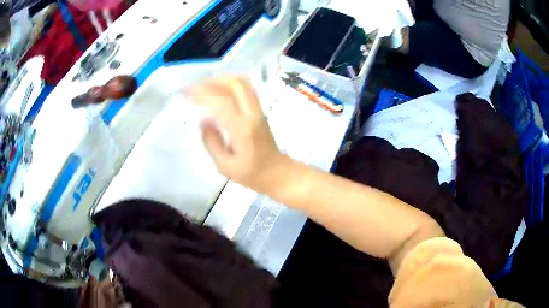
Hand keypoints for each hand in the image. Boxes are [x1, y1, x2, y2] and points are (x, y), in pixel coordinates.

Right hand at [188, 77, 287, 192]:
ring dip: (221, 80)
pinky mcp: (259, 109)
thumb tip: (203, 120)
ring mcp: (258, 110)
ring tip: (203, 85)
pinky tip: (217, 88)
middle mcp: (252, 114)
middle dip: (211, 82)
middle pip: (235, 85)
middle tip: (194, 87)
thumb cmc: (251, 173)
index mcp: (243, 130)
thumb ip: (212, 143)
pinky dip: (230, 83)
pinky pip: (246, 88)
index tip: (187, 93)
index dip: (203, 95)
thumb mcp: (225, 166)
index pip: (223, 103)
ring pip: (242, 83)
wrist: (276, 171)